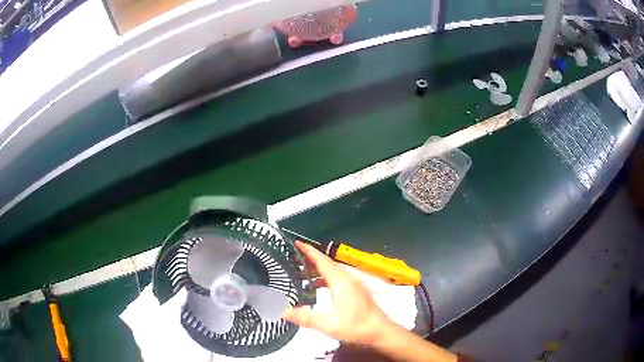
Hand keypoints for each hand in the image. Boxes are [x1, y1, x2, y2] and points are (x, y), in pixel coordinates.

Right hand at [283, 241, 394, 345]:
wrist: (380, 332)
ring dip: (317, 271)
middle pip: (327, 264)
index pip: (322, 260)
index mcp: (341, 281)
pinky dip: (324, 280)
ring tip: (300, 276)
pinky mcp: (356, 293)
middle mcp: (348, 279)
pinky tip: (318, 290)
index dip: (308, 251)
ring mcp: (354, 285)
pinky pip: (337, 280)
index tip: (295, 242)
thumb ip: (305, 317)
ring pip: (332, 272)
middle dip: (310, 260)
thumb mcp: (327, 324)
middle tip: (292, 260)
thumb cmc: (356, 325)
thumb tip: (283, 312)